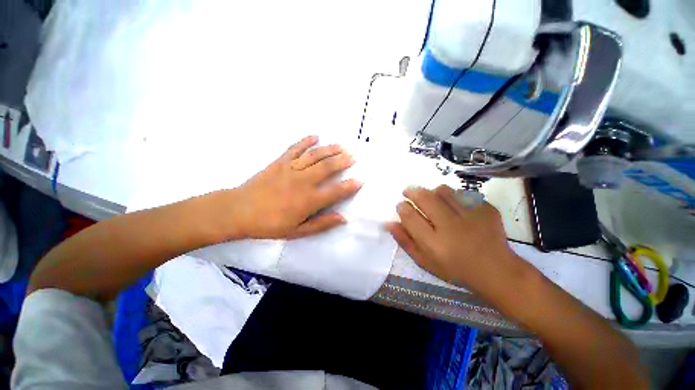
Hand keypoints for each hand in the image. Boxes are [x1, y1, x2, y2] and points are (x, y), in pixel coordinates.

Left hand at [229, 136, 361, 238]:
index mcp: (309, 200)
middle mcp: (303, 181)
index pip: (336, 191)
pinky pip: (295, 148)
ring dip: (330, 149)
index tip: (360, 181)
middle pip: (328, 167)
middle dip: (343, 161)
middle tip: (353, 157)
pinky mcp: (279, 162)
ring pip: (315, 155)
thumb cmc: (269, 224)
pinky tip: (315, 136)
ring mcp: (291, 169)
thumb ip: (322, 224)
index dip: (350, 186)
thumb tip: (343, 219)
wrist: (239, 211)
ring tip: (341, 146)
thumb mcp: (297, 231)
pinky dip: (306, 141)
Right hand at [387, 185, 521, 295]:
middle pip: (424, 198)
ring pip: (443, 191)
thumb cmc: (454, 268)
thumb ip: (405, 241)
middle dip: (412, 191)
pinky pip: (462, 194)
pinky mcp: (486, 209)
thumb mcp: (424, 261)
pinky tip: (455, 207)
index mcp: (434, 243)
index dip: (402, 207)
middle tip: (408, 192)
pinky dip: (454, 197)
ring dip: (432, 192)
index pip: (409, 216)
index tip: (401, 205)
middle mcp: (450, 227)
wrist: (496, 270)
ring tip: (432, 199)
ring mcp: (471, 216)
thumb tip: (389, 223)